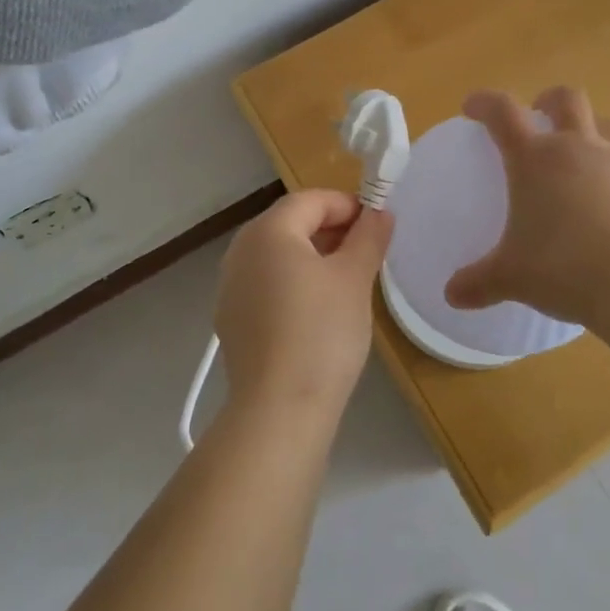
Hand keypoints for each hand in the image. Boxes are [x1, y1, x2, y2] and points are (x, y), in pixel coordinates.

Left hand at [215, 189, 394, 425]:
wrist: (279, 410)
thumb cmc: (321, 333)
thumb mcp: (355, 278)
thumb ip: (368, 237)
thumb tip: (379, 213)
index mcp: (267, 232)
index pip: (310, 200)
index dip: (347, 205)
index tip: (378, 225)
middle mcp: (240, 251)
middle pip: (290, 224)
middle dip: (331, 229)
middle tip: (367, 252)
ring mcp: (231, 287)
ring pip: (278, 255)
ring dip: (313, 256)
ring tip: (348, 281)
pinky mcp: (232, 319)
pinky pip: (267, 284)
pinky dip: (294, 283)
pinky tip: (318, 312)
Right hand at [445, 87, 609, 329]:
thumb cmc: (564, 269)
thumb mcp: (512, 278)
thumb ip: (480, 282)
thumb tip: (452, 295)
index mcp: (536, 160)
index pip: (503, 112)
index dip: (485, 103)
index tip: (472, 107)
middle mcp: (579, 150)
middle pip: (568, 100)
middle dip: (550, 100)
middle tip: (539, 113)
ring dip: (595, 129)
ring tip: (586, 151)